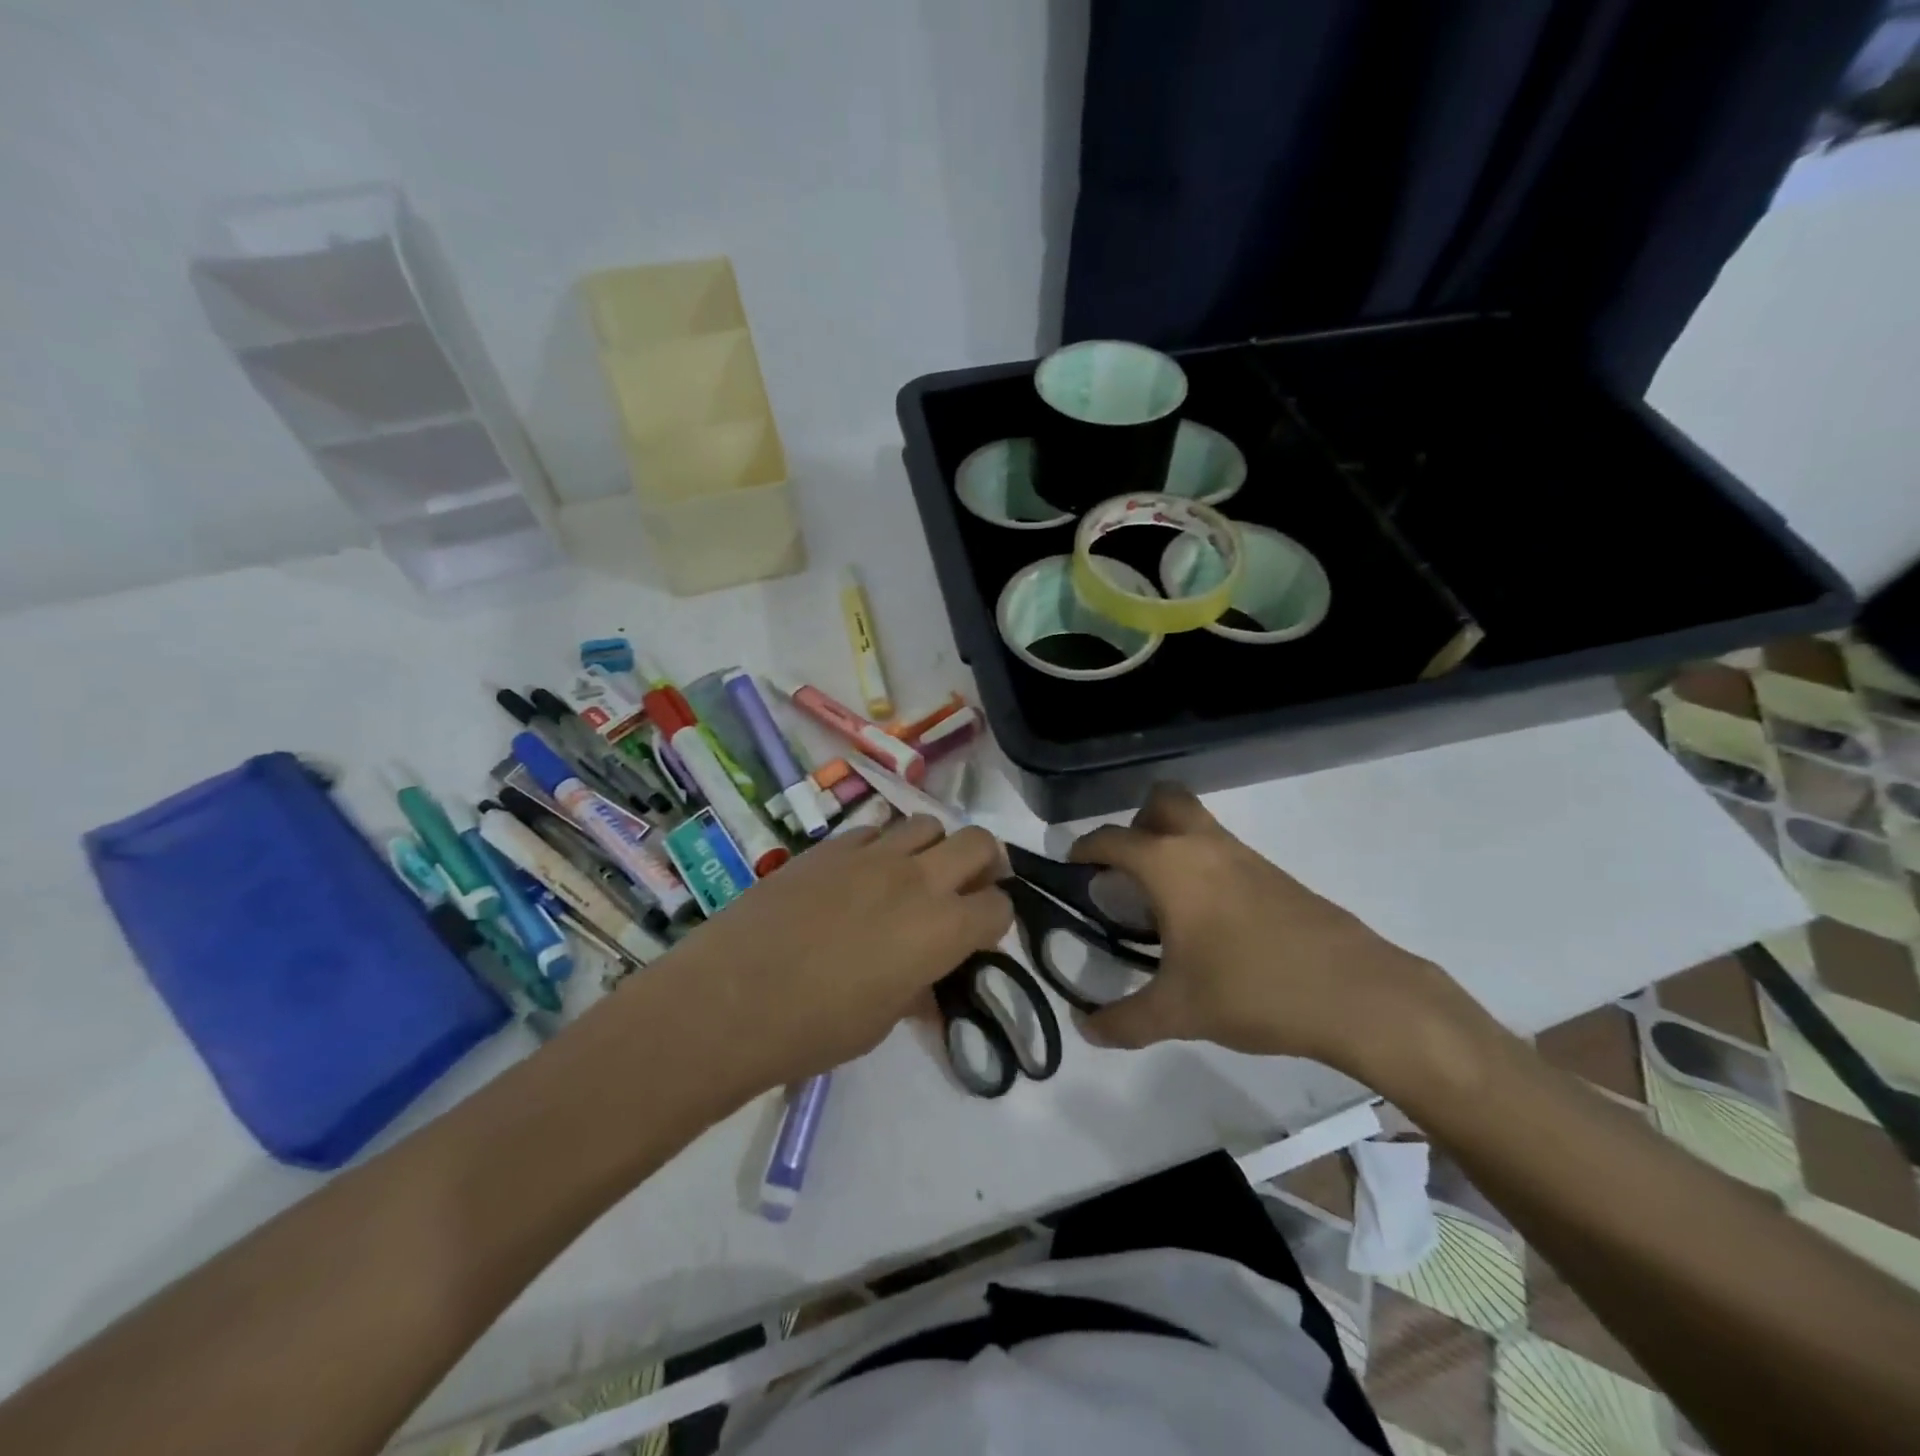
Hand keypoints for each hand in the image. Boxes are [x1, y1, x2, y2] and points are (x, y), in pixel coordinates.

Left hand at [651, 815, 1011, 1097]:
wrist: (728, 999)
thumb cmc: (813, 1029)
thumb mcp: (881, 1021)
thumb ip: (918, 989)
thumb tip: (929, 984)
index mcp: (941, 929)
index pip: (998, 906)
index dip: (996, 921)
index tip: (980, 935)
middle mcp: (917, 879)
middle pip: (978, 842)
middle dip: (985, 862)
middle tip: (968, 886)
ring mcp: (871, 855)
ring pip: (927, 823)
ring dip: (933, 847)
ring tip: (913, 875)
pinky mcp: (830, 846)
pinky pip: (875, 830)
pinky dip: (883, 847)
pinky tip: (861, 875)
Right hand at [1068, 784, 1468, 1077]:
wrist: (1356, 993)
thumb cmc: (1251, 989)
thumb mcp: (1178, 1012)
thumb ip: (1124, 1021)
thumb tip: (1085, 1030)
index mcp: (1170, 865)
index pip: (1111, 838)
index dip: (1084, 849)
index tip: (1072, 869)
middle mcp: (1204, 846)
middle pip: (1163, 801)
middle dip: (1137, 824)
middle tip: (1126, 872)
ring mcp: (1245, 856)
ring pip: (1198, 825)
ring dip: (1173, 845)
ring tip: (1162, 903)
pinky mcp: (1276, 875)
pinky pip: (1225, 853)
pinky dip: (1205, 868)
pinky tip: (1209, 922)